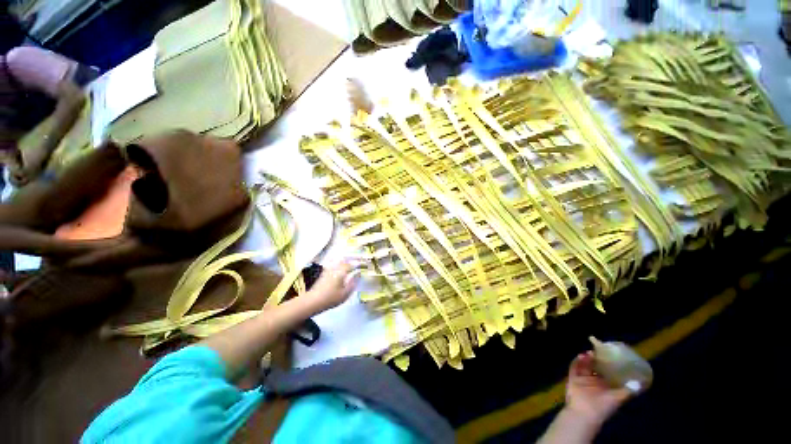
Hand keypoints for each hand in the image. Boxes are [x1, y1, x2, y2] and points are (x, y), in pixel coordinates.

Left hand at [304, 261, 359, 311]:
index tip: (366, 265)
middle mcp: (335, 267)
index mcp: (342, 271)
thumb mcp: (345, 293)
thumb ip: (353, 283)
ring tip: (352, 263)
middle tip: (360, 262)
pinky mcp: (324, 272)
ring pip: (339, 261)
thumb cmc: (330, 298)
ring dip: (346, 260)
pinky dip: (339, 263)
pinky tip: (341, 266)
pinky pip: (334, 263)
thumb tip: (359, 274)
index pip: (353, 265)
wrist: (312, 301)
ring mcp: (328, 269)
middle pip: (345, 260)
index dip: (360, 264)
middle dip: (353, 260)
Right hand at [565, 351, 631, 426]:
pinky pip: (574, 367)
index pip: (607, 372)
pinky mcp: (573, 378)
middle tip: (598, 351)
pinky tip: (580, 356)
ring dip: (586, 359)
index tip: (611, 355)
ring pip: (584, 365)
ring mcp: (583, 379)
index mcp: (605, 386)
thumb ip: (627, 391)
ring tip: (589, 353)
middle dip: (596, 359)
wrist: (584, 413)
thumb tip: (640, 383)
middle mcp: (594, 381)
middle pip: (595, 367)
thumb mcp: (617, 398)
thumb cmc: (603, 407)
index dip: (609, 364)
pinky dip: (576, 361)